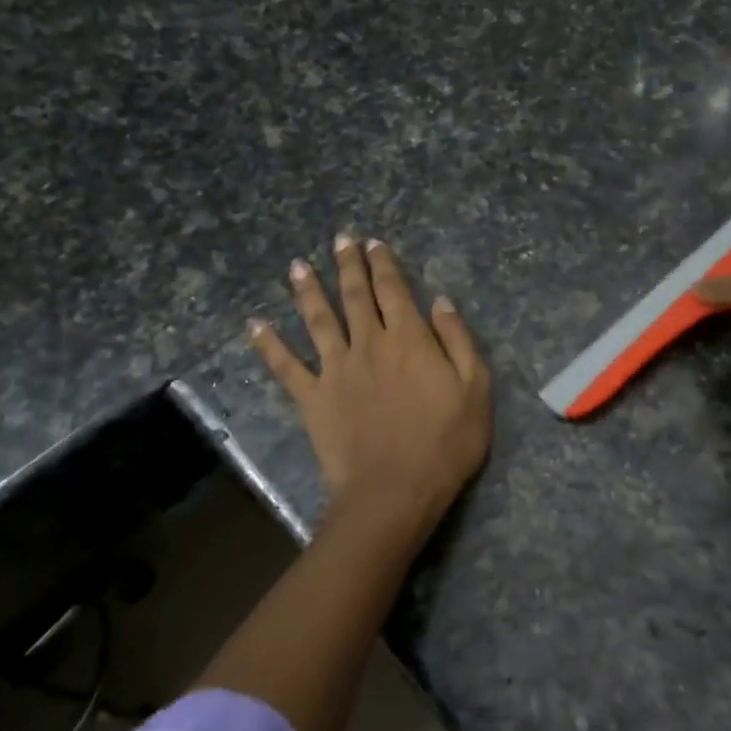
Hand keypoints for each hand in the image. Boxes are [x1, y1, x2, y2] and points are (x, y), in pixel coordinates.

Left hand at [249, 234, 491, 521]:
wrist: (395, 490)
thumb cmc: (445, 442)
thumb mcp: (475, 389)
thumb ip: (458, 340)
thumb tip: (440, 301)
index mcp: (409, 338)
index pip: (393, 289)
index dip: (383, 264)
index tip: (374, 243)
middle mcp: (368, 343)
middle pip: (355, 295)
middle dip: (348, 265)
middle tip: (340, 240)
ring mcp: (335, 369)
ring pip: (318, 320)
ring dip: (308, 291)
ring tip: (298, 266)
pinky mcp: (313, 398)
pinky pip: (285, 366)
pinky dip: (269, 345)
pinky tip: (255, 325)